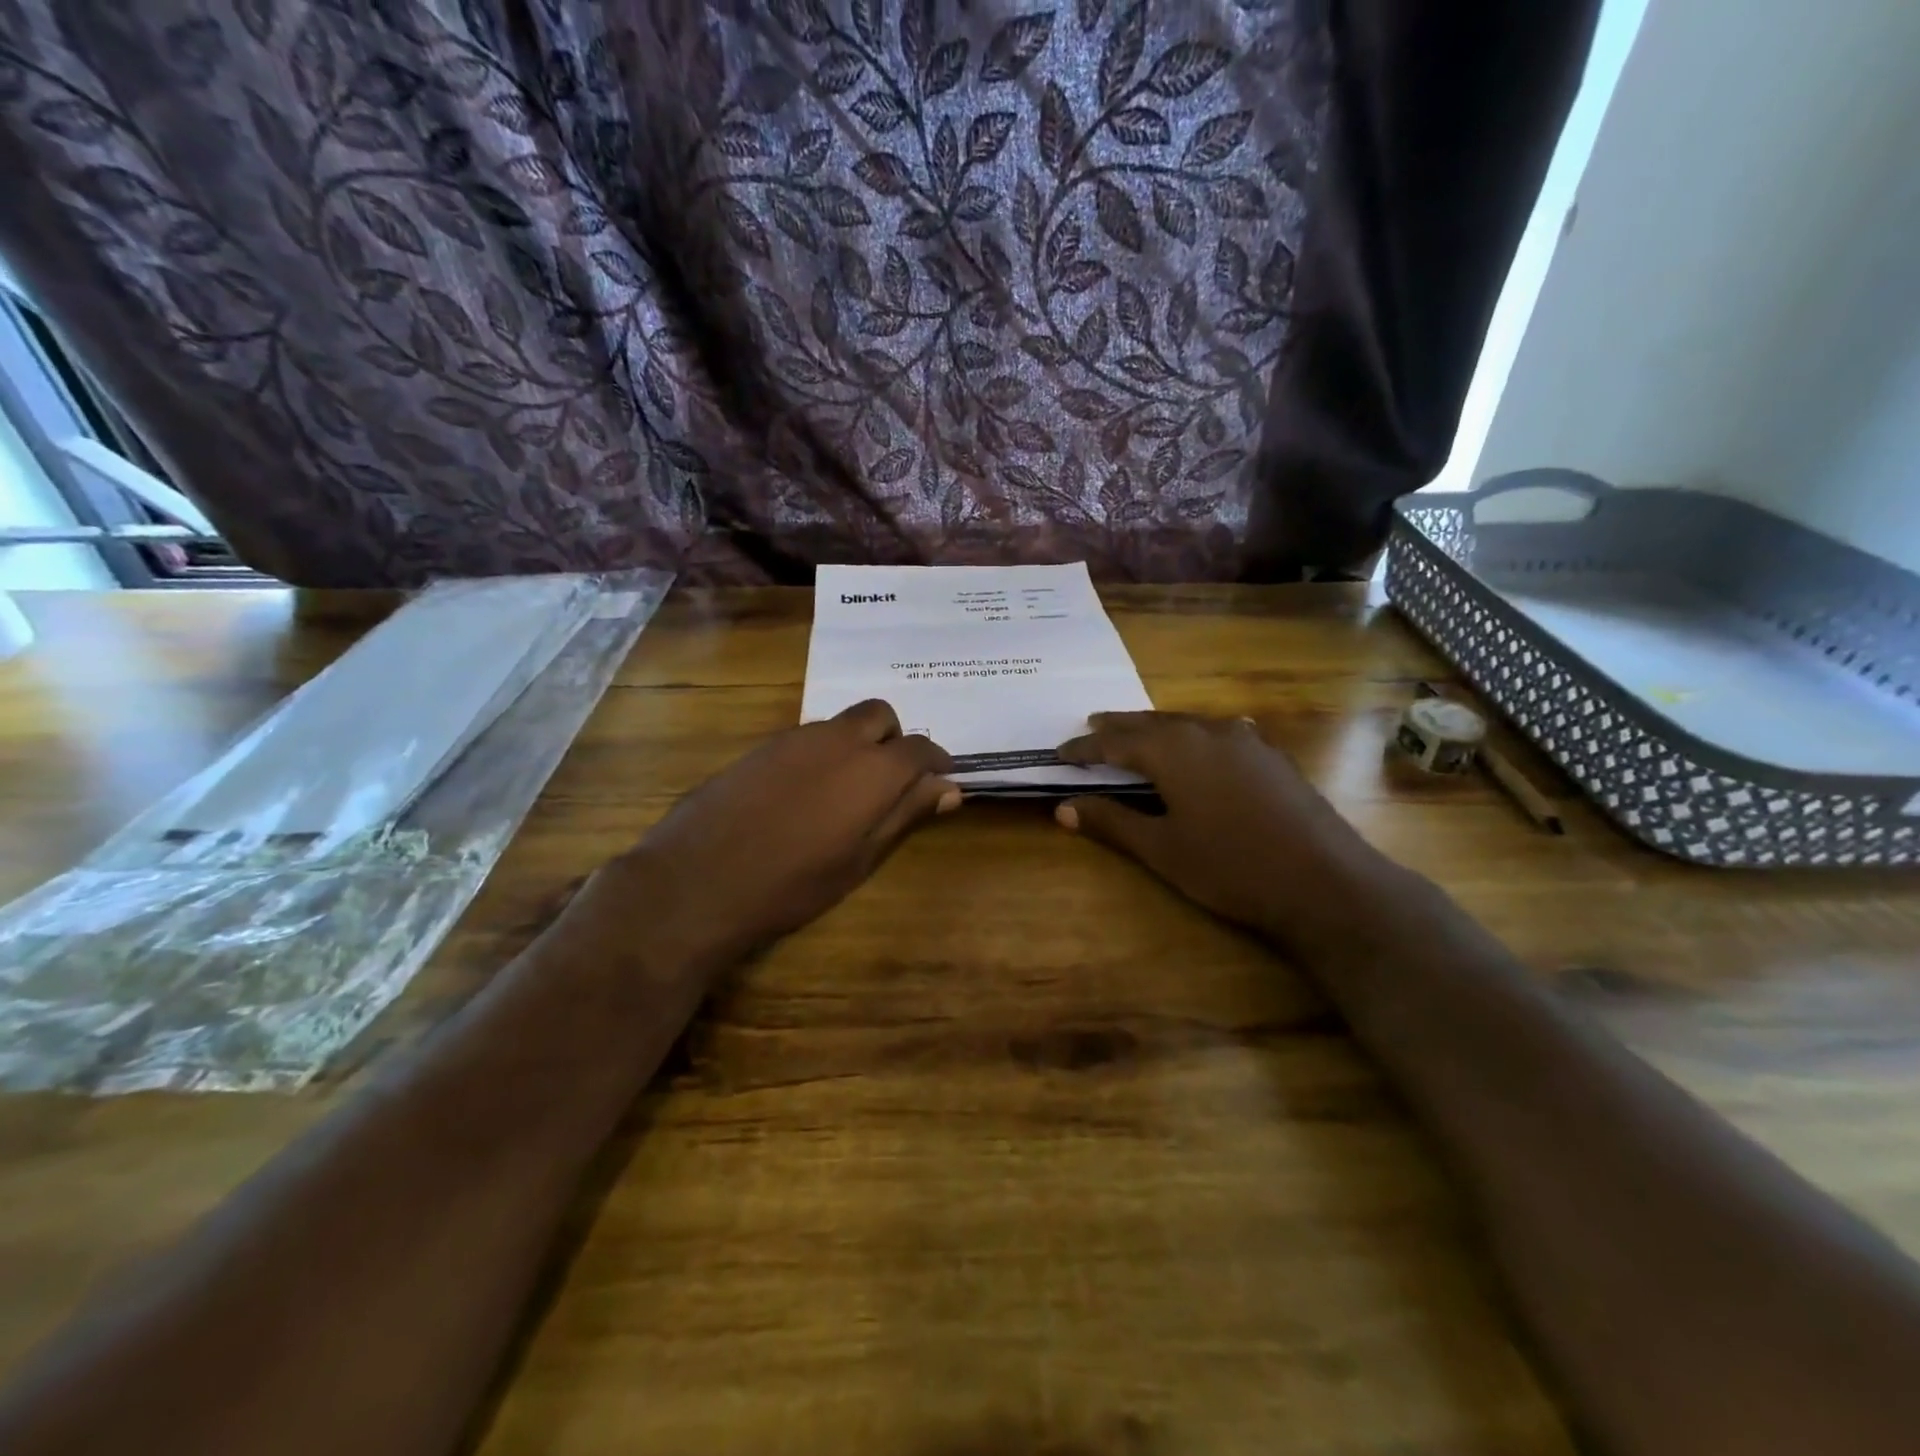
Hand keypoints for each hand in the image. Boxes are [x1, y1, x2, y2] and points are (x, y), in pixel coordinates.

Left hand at [582, 701, 957, 974]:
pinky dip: (822, 754)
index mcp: (872, 768)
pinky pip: (807, 738)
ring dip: (857, 745)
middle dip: (895, 739)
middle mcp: (837, 739)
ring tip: (845, 793)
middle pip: (880, 715)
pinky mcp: (761, 748)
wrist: (700, 880)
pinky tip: (804, 795)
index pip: (920, 748)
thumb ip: (906, 815)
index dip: (936, 762)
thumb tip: (949, 788)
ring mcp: (795, 738)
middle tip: (891, 782)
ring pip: (841, 724)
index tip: (941, 780)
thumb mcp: (860, 858)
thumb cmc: (794, 882)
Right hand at [1054, 712, 1391, 943]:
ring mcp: (1245, 740)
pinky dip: (1194, 734)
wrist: (1324, 881)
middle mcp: (1207, 732)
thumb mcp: (1162, 849)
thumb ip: (1112, 822)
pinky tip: (1202, 742)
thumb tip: (1063, 809)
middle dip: (1119, 725)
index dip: (1085, 748)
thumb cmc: (1230, 867)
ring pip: (1188, 722)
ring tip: (1138, 731)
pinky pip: (1220, 732)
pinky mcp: (1271, 756)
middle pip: (1152, 722)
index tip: (1059, 753)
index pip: (1115, 743)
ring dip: (1157, 726)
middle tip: (1092, 724)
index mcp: (1173, 750)